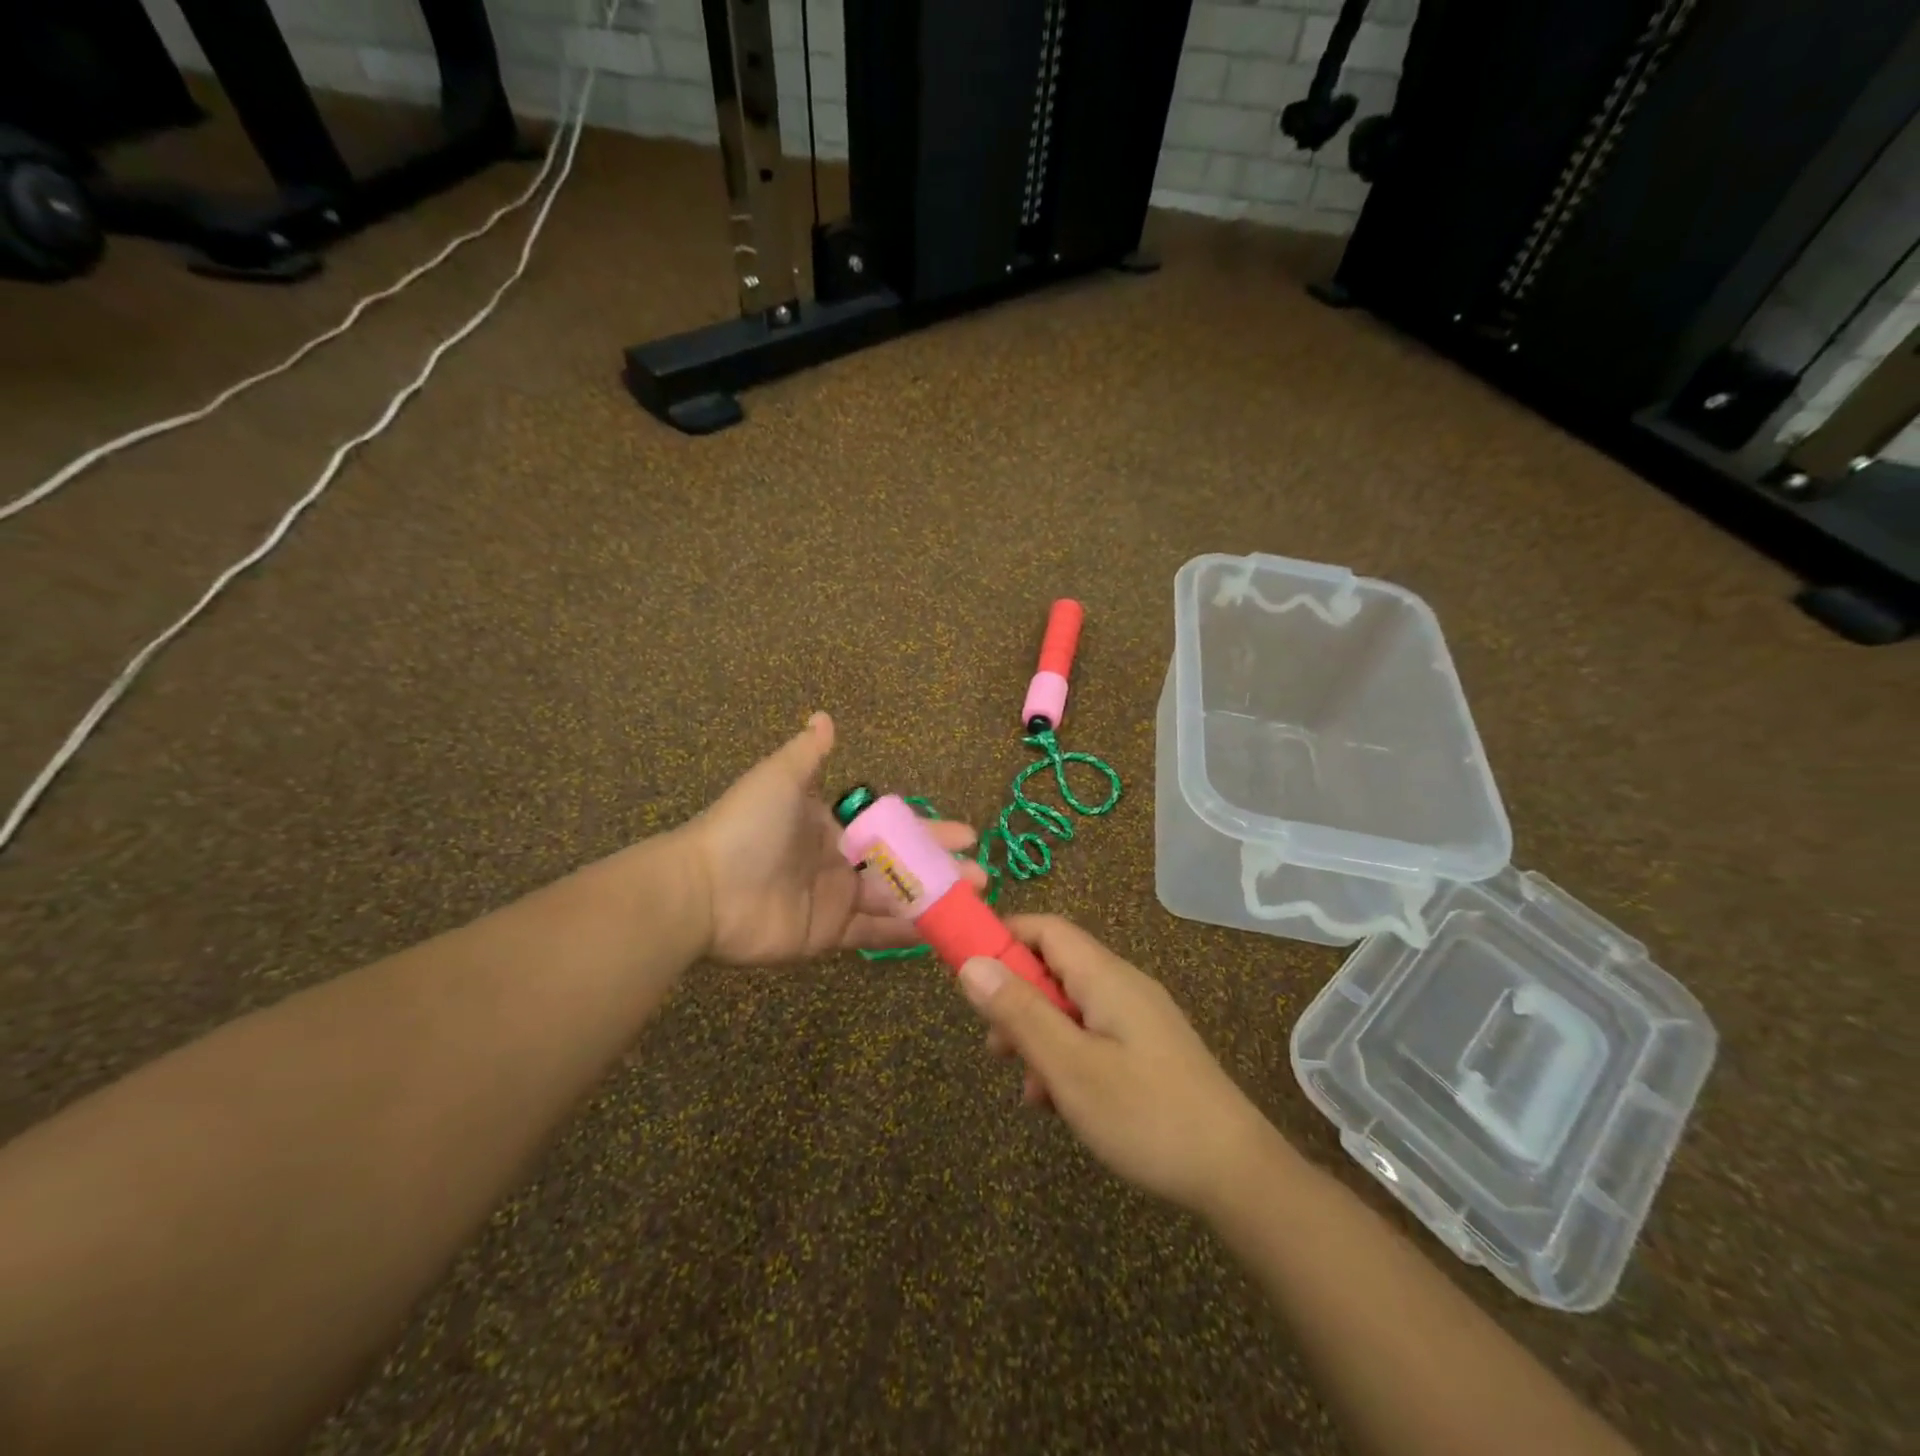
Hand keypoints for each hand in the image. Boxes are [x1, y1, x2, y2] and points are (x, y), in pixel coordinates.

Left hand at [683, 712, 988, 965]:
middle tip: (980, 875)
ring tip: (973, 900)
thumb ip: (809, 754)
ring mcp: (834, 900)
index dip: (927, 829)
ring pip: (894, 899)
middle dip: (940, 867)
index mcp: (830, 826)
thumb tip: (824, 717)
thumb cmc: (747, 828)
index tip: (965, 833)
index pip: (889, 827)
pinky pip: (874, 932)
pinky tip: (941, 929)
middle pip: (899, 865)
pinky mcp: (828, 934)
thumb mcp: (779, 779)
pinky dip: (906, 931)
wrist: (704, 891)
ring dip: (933, 899)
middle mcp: (837, 862)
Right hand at [957, 915, 1283, 1215]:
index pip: (1046, 929)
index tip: (967, 970)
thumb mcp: (1070, 1066)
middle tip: (995, 1047)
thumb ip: (1019, 1012)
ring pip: (1070, 1008)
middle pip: (1055, 968)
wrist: (1236, 1174)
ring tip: (1028, 1089)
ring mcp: (1138, 1019)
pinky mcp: (1147, 1050)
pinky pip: (1092, 1036)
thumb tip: (971, 964)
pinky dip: (1066, 1058)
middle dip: (1017, 1000)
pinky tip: (1059, 1104)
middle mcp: (1122, 985)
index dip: (1003, 938)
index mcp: (1105, 976)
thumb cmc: (1145, 1113)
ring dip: (1039, 1037)